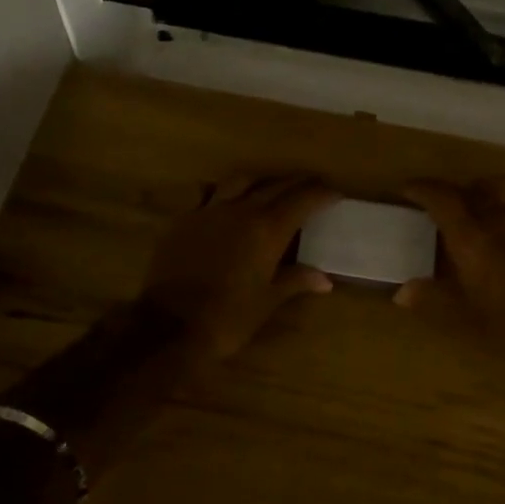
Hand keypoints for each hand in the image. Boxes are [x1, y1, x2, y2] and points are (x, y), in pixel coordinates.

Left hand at [139, 174, 340, 361]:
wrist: (169, 324)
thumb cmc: (227, 317)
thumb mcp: (267, 301)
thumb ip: (295, 281)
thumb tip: (324, 279)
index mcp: (267, 230)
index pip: (302, 201)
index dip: (321, 194)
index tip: (335, 193)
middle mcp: (241, 211)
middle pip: (275, 186)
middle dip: (297, 183)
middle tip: (312, 184)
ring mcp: (209, 211)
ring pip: (240, 181)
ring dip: (261, 179)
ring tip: (270, 185)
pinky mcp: (184, 219)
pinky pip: (206, 193)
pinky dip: (222, 191)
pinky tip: (224, 197)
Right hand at [396, 173, 504, 372]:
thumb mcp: (461, 315)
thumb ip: (430, 298)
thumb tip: (401, 293)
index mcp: (470, 237)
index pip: (440, 198)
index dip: (421, 189)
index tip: (407, 190)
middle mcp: (498, 218)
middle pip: (472, 190)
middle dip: (453, 192)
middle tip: (442, 206)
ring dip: (488, 185)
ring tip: (480, 194)